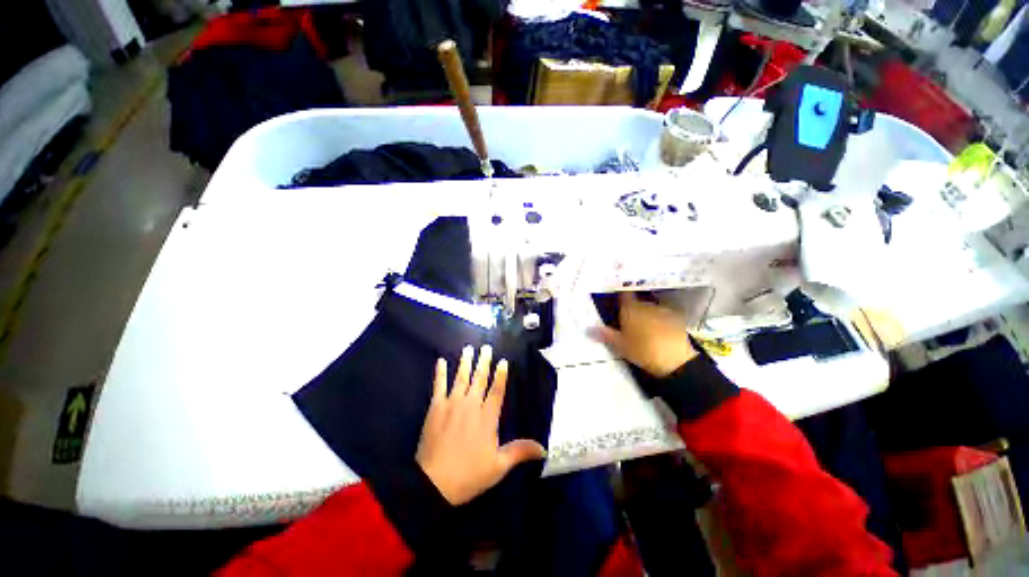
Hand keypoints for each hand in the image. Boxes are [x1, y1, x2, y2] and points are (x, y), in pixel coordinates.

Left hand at [416, 345, 545, 505]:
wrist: (433, 484)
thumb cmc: (469, 474)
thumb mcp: (498, 466)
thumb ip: (520, 452)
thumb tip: (544, 448)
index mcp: (487, 418)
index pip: (497, 391)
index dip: (501, 375)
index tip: (503, 361)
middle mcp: (471, 405)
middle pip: (479, 379)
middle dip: (484, 362)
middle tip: (486, 347)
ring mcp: (452, 404)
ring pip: (461, 378)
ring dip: (465, 362)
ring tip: (468, 348)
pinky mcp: (436, 408)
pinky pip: (439, 386)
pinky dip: (440, 373)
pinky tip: (441, 361)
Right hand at [588, 292, 697, 376]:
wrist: (677, 360)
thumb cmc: (643, 351)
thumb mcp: (621, 345)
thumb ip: (605, 335)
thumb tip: (587, 328)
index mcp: (630, 309)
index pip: (623, 295)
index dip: (620, 297)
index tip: (616, 302)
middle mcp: (646, 305)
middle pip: (636, 303)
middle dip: (632, 310)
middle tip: (628, 322)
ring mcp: (663, 310)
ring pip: (650, 309)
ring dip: (646, 315)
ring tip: (644, 330)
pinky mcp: (677, 319)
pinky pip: (663, 316)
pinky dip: (660, 321)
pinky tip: (659, 333)